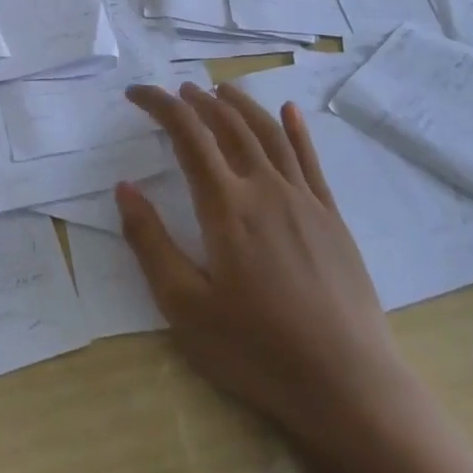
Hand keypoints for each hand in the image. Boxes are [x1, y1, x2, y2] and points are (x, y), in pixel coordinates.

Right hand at [119, 80, 412, 445]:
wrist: (348, 384)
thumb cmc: (257, 350)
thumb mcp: (185, 307)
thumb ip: (150, 243)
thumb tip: (125, 187)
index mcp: (226, 206)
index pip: (187, 135)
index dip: (159, 105)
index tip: (136, 93)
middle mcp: (265, 187)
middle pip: (229, 125)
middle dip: (199, 101)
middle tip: (178, 91)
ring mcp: (304, 199)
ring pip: (269, 133)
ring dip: (241, 104)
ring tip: (221, 89)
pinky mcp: (332, 217)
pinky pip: (310, 159)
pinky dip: (296, 129)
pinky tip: (289, 111)